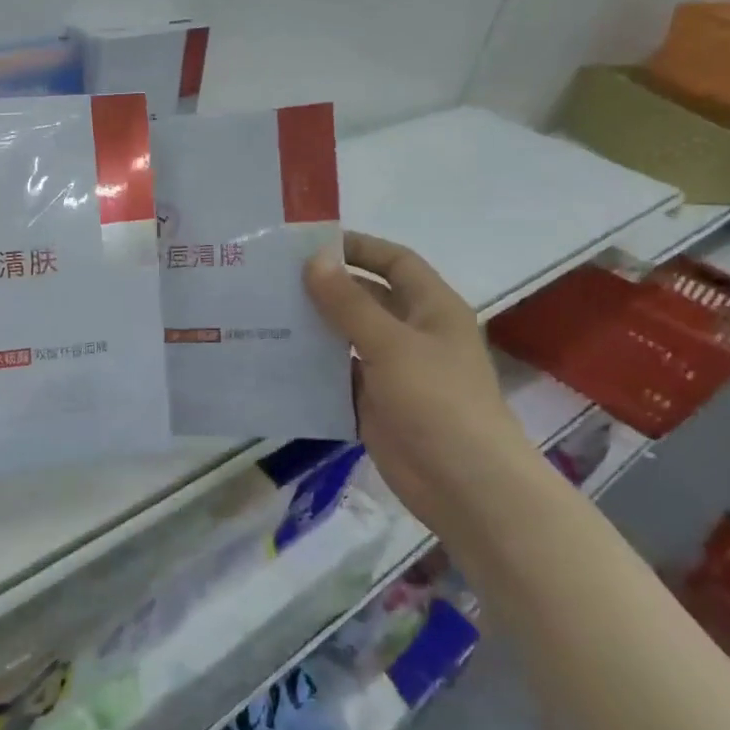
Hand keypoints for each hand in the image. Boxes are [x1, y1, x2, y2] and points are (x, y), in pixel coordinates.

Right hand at [303, 232, 533, 533]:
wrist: (464, 485)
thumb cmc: (438, 401)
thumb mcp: (391, 344)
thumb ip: (349, 303)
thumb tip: (314, 259)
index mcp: (431, 309)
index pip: (395, 262)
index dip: (359, 248)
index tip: (310, 243)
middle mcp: (413, 334)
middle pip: (366, 298)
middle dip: (326, 287)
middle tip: (274, 278)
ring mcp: (393, 371)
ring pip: (347, 338)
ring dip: (314, 328)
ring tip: (265, 314)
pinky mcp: (374, 404)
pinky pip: (338, 376)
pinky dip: (312, 369)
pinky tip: (275, 360)